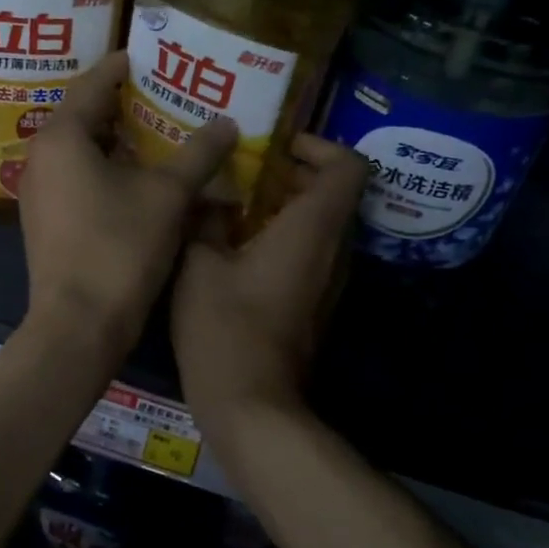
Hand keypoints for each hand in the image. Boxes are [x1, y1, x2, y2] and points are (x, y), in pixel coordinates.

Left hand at [19, 52, 236, 352]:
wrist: (80, 324)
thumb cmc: (120, 248)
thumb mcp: (168, 195)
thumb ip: (198, 153)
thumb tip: (227, 122)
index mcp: (62, 137)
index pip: (92, 84)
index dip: (122, 67)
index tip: (150, 55)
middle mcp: (41, 158)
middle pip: (84, 116)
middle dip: (124, 104)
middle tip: (164, 93)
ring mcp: (39, 193)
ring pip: (81, 151)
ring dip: (117, 140)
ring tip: (158, 131)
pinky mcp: (46, 222)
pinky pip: (77, 179)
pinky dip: (106, 170)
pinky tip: (139, 178)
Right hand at [171, 134, 367, 430]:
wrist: (249, 401)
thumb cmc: (224, 326)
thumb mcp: (200, 263)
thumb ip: (207, 219)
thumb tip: (212, 194)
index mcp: (312, 229)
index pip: (348, 167)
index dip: (320, 146)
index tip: (278, 147)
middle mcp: (333, 250)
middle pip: (335, 193)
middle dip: (294, 174)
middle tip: (245, 170)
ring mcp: (328, 281)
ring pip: (322, 225)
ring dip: (287, 206)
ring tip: (237, 204)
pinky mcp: (315, 304)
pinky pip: (311, 253)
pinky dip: (285, 236)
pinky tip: (238, 245)